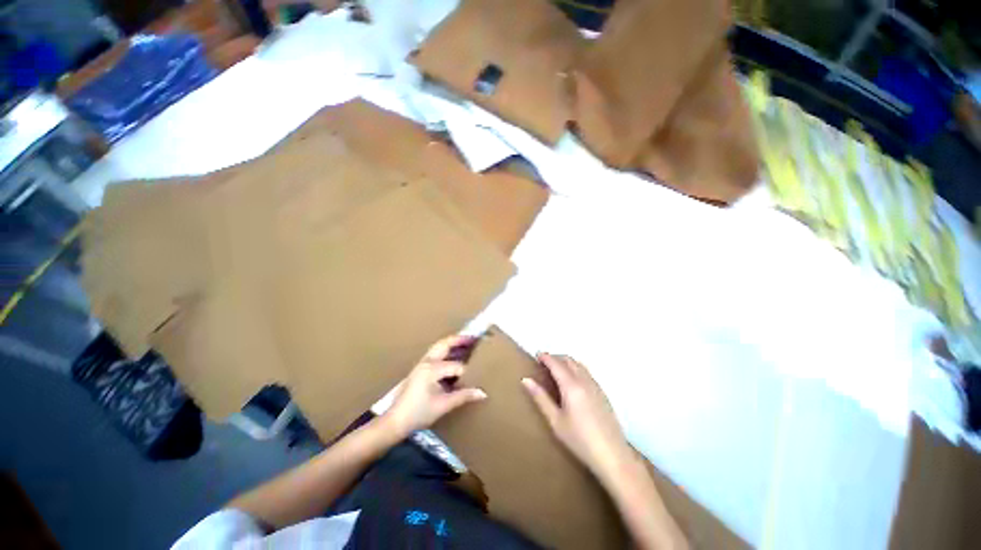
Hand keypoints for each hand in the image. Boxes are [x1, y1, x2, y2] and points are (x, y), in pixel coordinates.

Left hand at [382, 336, 486, 437]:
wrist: (395, 421)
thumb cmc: (418, 413)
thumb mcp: (443, 405)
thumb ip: (463, 396)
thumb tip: (482, 393)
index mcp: (432, 368)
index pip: (457, 366)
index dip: (468, 373)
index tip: (477, 377)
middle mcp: (427, 361)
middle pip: (445, 344)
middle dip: (459, 340)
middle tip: (474, 337)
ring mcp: (421, 363)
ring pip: (439, 347)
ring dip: (452, 343)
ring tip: (466, 342)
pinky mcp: (419, 368)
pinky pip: (435, 353)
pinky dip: (446, 350)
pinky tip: (453, 355)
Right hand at [523, 353, 630, 475]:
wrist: (612, 455)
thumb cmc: (579, 439)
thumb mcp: (555, 421)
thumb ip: (541, 398)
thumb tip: (526, 380)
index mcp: (571, 386)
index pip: (556, 363)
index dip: (546, 357)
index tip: (536, 355)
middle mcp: (584, 380)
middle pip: (569, 360)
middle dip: (556, 358)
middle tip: (544, 364)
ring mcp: (596, 385)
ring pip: (579, 364)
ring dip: (566, 362)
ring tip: (556, 372)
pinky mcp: (602, 393)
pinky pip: (586, 372)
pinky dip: (576, 369)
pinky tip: (572, 383)